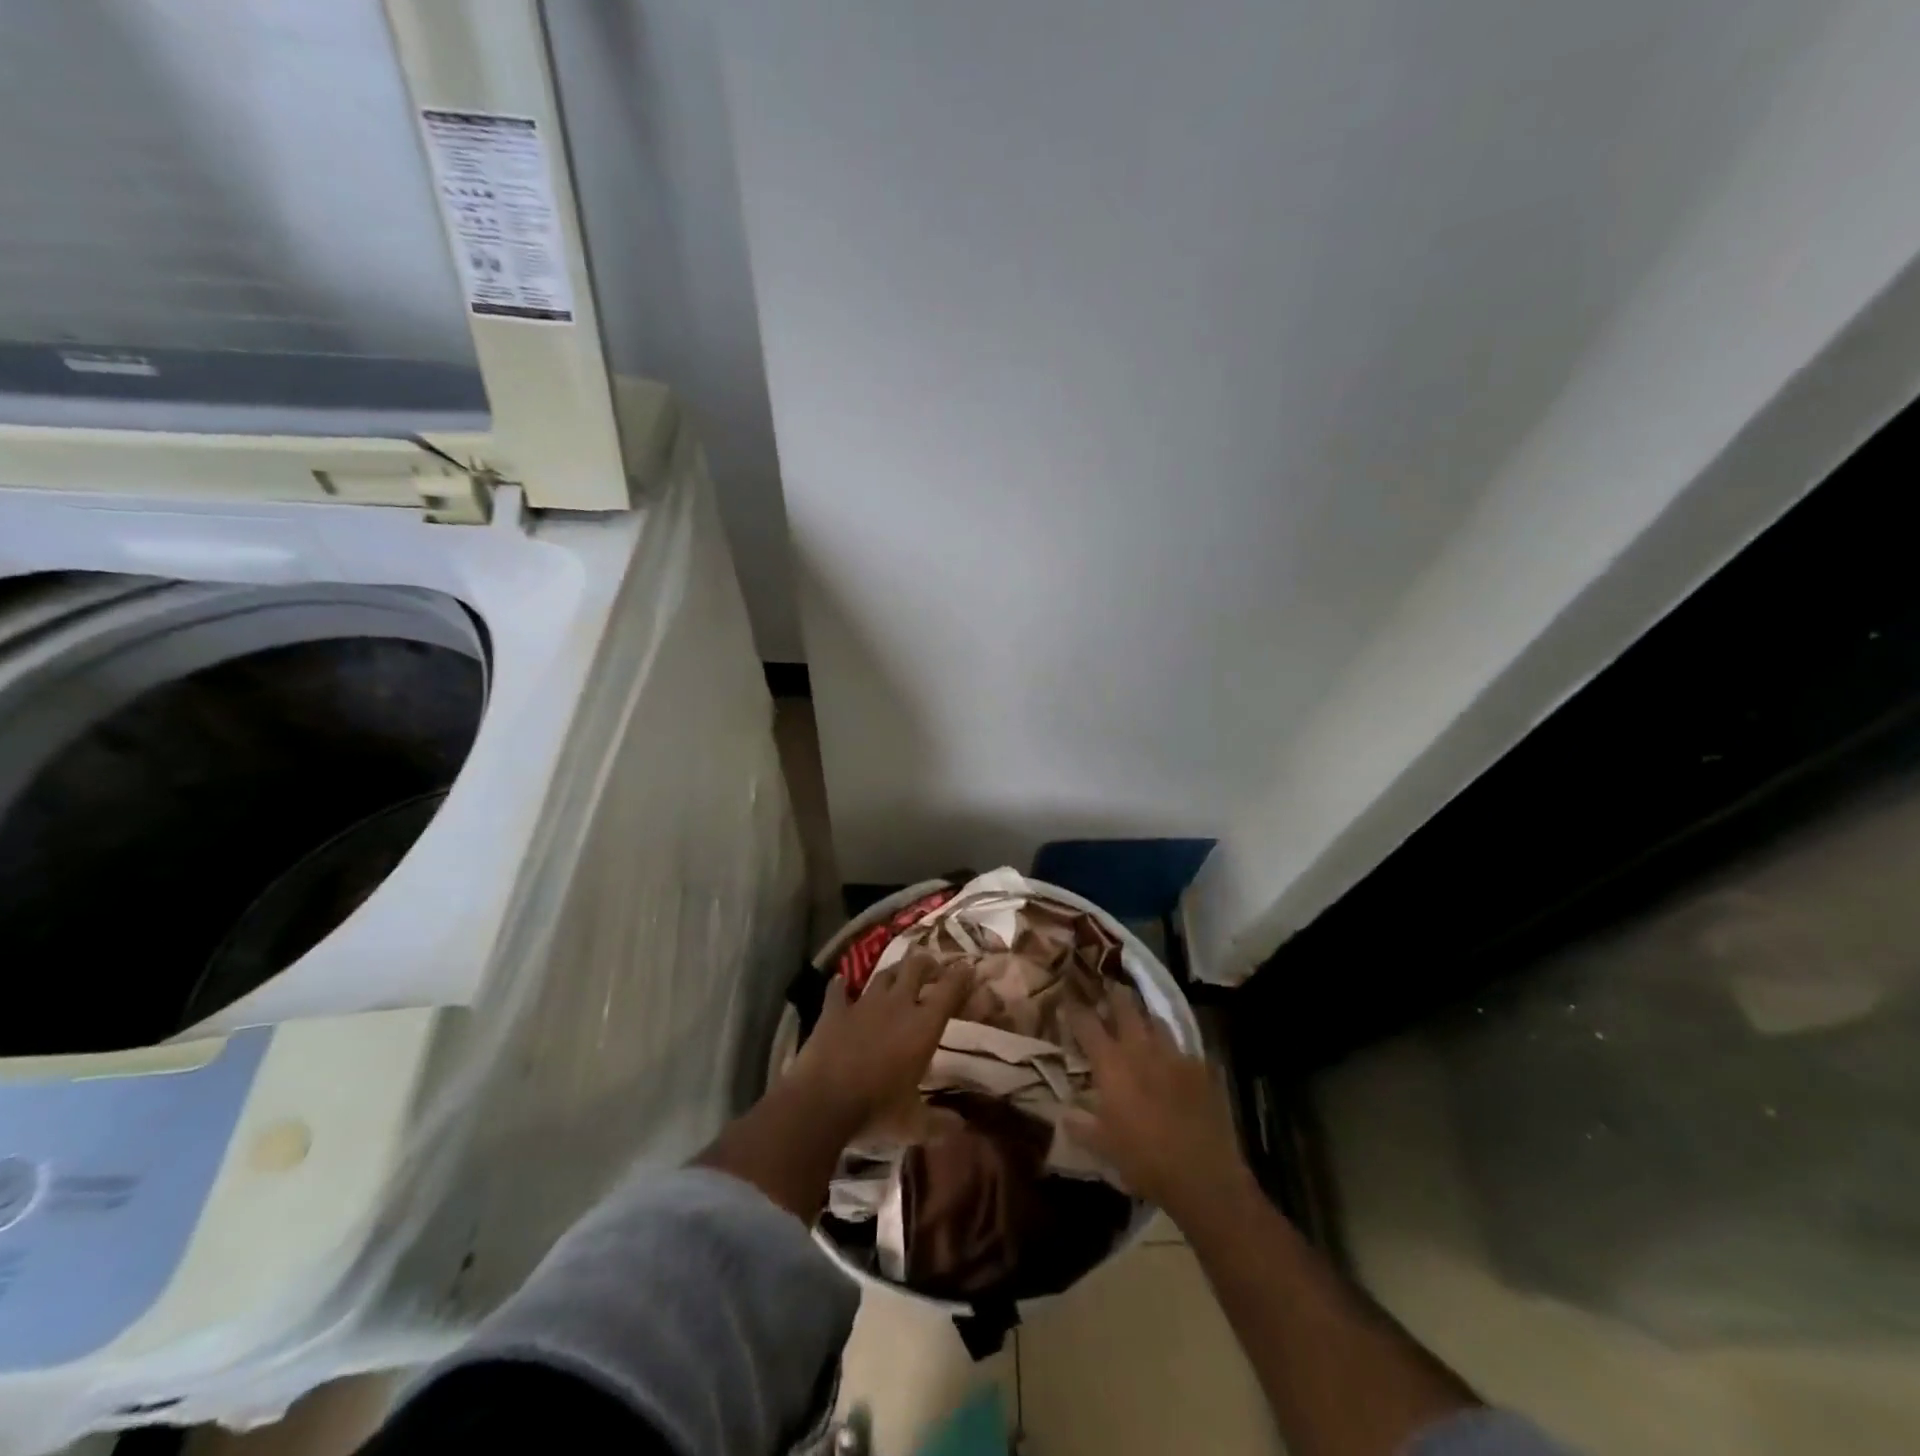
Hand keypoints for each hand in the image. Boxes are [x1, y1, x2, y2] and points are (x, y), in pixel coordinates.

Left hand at [787, 952, 972, 1133]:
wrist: (822, 1102)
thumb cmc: (876, 1110)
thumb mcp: (914, 1124)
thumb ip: (939, 1124)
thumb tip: (962, 1129)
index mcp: (923, 1026)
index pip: (949, 990)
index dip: (961, 976)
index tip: (968, 968)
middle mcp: (897, 1005)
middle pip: (915, 968)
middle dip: (927, 964)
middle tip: (933, 968)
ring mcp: (863, 1004)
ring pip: (883, 975)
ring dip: (893, 972)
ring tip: (899, 973)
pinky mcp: (834, 1012)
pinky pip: (837, 992)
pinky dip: (840, 986)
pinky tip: (840, 981)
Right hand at [1062, 990, 1249, 1217]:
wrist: (1202, 1174)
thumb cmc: (1144, 1160)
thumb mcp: (1103, 1148)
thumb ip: (1081, 1127)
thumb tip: (1063, 1115)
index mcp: (1112, 1064)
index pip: (1087, 1024)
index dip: (1075, 1010)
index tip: (1067, 1001)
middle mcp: (1141, 1049)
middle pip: (1125, 1007)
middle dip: (1114, 995)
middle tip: (1107, 987)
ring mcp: (1174, 1055)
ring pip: (1156, 1021)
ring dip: (1144, 1016)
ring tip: (1139, 1017)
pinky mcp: (1202, 1068)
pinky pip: (1183, 1047)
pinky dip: (1172, 1047)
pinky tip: (1173, 1057)